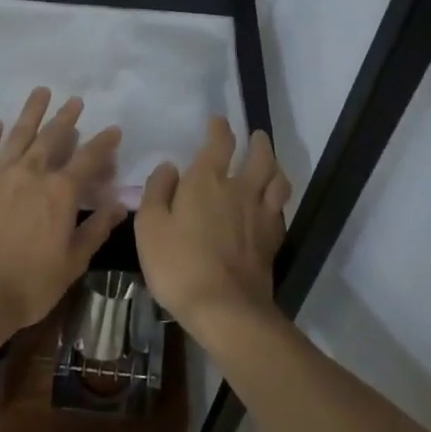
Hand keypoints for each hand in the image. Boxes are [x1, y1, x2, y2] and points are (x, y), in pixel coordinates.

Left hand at [0, 88, 127, 335]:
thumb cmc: (29, 284)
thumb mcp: (72, 262)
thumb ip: (95, 230)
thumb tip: (119, 206)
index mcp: (60, 192)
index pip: (88, 159)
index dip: (103, 143)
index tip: (113, 129)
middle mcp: (31, 174)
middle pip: (51, 138)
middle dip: (66, 118)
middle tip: (75, 100)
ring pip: (18, 136)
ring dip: (31, 113)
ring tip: (40, 92)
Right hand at [135, 118, 291, 339]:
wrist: (226, 310)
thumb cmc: (179, 265)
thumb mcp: (150, 226)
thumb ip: (157, 191)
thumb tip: (169, 167)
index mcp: (207, 181)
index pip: (219, 142)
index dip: (219, 128)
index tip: (218, 121)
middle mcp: (239, 190)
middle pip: (259, 157)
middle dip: (258, 143)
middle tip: (256, 136)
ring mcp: (260, 215)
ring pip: (277, 180)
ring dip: (275, 166)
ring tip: (271, 164)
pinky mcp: (272, 241)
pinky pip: (280, 210)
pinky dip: (277, 200)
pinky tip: (273, 205)